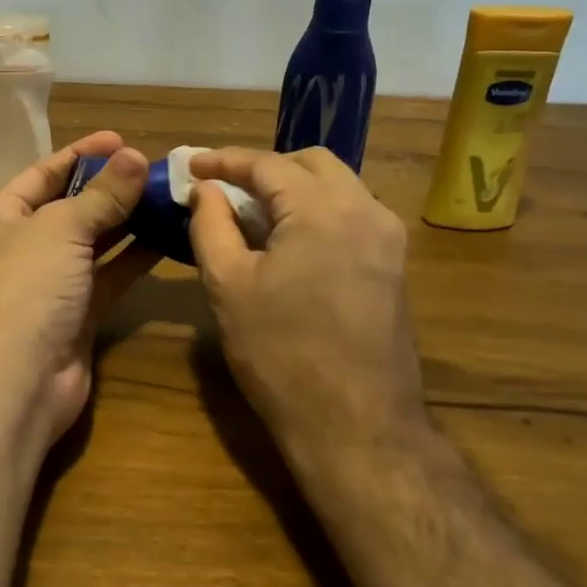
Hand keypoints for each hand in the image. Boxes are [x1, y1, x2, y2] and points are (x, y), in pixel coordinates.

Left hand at [0, 132, 161, 450]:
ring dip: (127, 221)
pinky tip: (167, 238)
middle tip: (153, 169)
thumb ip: (102, 195)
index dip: (80, 154)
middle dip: (109, 188)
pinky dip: (135, 259)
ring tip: (167, 197)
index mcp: (1, 217)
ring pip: (94, 243)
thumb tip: (135, 156)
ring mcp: (51, 284)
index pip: (42, 174)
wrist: (17, 381)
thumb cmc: (27, 285)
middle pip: (71, 207)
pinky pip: (110, 277)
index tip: (120, 138)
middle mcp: (23, 247)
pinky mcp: (78, 315)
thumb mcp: (62, 228)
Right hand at [188, 147, 427, 467]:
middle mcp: (365, 210)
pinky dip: (316, 210)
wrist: (357, 427)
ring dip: (293, 188)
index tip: (192, 163)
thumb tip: (204, 189)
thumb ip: (210, 225)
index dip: (225, 160)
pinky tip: (288, 240)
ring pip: (337, 186)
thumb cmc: (281, 353)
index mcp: (323, 209)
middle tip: (225, 187)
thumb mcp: (229, 285)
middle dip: (265, 167)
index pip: (268, 164)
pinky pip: (352, 214)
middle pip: (312, 163)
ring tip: (252, 212)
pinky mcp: (394, 265)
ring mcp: (387, 238)